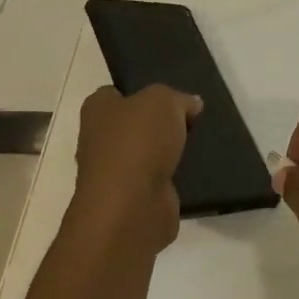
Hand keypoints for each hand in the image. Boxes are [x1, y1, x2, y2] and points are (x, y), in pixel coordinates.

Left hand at [68, 84, 200, 253]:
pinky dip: (175, 177)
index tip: (170, 95)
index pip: (116, 92)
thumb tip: (191, 104)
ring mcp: (116, 173)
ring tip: (200, 141)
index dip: (142, 90)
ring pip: (148, 153)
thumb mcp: (163, 100)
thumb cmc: (138, 142)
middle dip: (159, 123)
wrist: (131, 208)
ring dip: (169, 151)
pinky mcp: (134, 199)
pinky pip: (159, 180)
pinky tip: (196, 169)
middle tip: (191, 117)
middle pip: (134, 124)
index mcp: (98, 111)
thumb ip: (178, 97)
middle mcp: (100, 140)